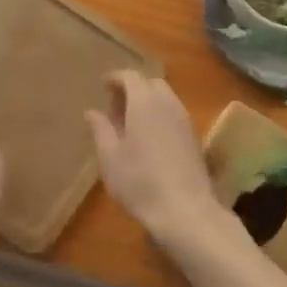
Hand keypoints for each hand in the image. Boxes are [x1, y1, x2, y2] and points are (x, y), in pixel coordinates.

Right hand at [87, 72, 220, 240]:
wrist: (185, 210)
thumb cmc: (139, 181)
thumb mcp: (109, 157)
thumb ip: (100, 129)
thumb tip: (92, 111)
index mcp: (144, 103)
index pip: (131, 76)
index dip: (115, 77)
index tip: (102, 85)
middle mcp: (168, 104)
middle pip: (151, 83)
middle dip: (133, 88)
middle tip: (115, 105)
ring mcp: (185, 121)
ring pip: (166, 98)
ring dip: (148, 102)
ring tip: (130, 123)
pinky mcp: (195, 139)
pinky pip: (174, 114)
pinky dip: (160, 115)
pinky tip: (149, 138)